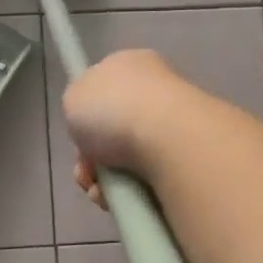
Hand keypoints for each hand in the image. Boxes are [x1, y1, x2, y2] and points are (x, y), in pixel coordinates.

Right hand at [62, 49, 195, 209]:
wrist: (168, 139)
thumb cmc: (113, 109)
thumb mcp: (73, 96)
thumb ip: (78, 103)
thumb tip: (92, 118)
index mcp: (132, 64)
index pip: (104, 89)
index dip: (85, 116)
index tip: (77, 137)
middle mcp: (157, 89)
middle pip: (113, 129)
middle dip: (92, 156)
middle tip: (85, 171)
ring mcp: (176, 123)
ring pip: (128, 158)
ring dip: (106, 179)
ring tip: (99, 192)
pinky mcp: (188, 156)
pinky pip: (148, 177)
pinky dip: (129, 191)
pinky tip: (119, 199)